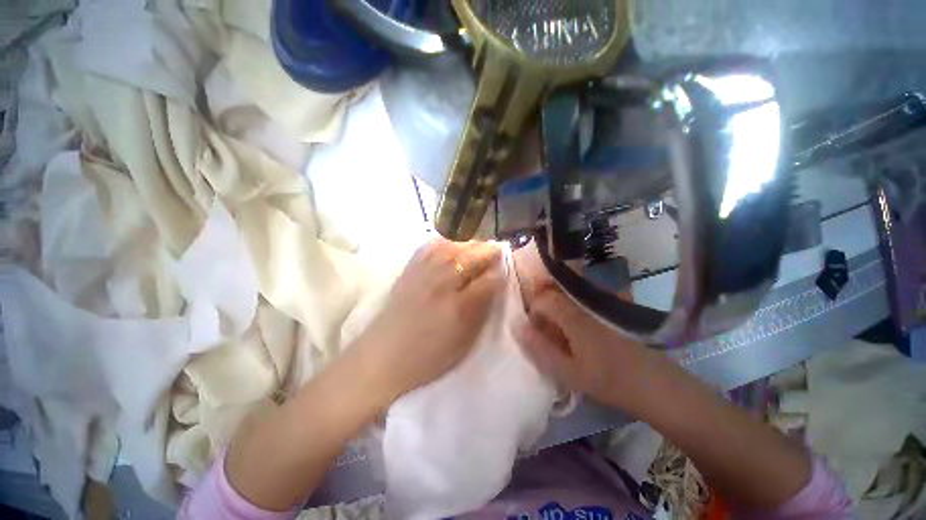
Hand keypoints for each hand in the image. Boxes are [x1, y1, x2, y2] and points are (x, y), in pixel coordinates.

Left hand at [352, 238, 503, 409]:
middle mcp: (442, 284)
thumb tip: (494, 284)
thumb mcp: (464, 341)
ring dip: (470, 244)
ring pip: (453, 247)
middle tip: (496, 253)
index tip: (505, 270)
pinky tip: (451, 245)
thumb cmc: (428, 356)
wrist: (383, 356)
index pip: (489, 280)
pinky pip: (429, 246)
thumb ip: (482, 310)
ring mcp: (423, 274)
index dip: (500, 272)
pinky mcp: (409, 270)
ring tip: (477, 247)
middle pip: (472, 257)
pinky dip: (445, 242)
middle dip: (489, 252)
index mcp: (459, 307)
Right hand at [514, 281, 655, 412]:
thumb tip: (518, 327)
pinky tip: (582, 336)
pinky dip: (575, 314)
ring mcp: (601, 305)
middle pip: (556, 296)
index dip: (534, 312)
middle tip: (550, 336)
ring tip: (565, 338)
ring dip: (560, 314)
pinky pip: (584, 304)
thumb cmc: (609, 381)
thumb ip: (540, 349)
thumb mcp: (568, 372)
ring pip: (569, 299)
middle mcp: (586, 304)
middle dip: (546, 313)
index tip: (536, 331)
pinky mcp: (613, 310)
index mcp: (573, 316)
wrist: (657, 385)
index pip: (543, 299)